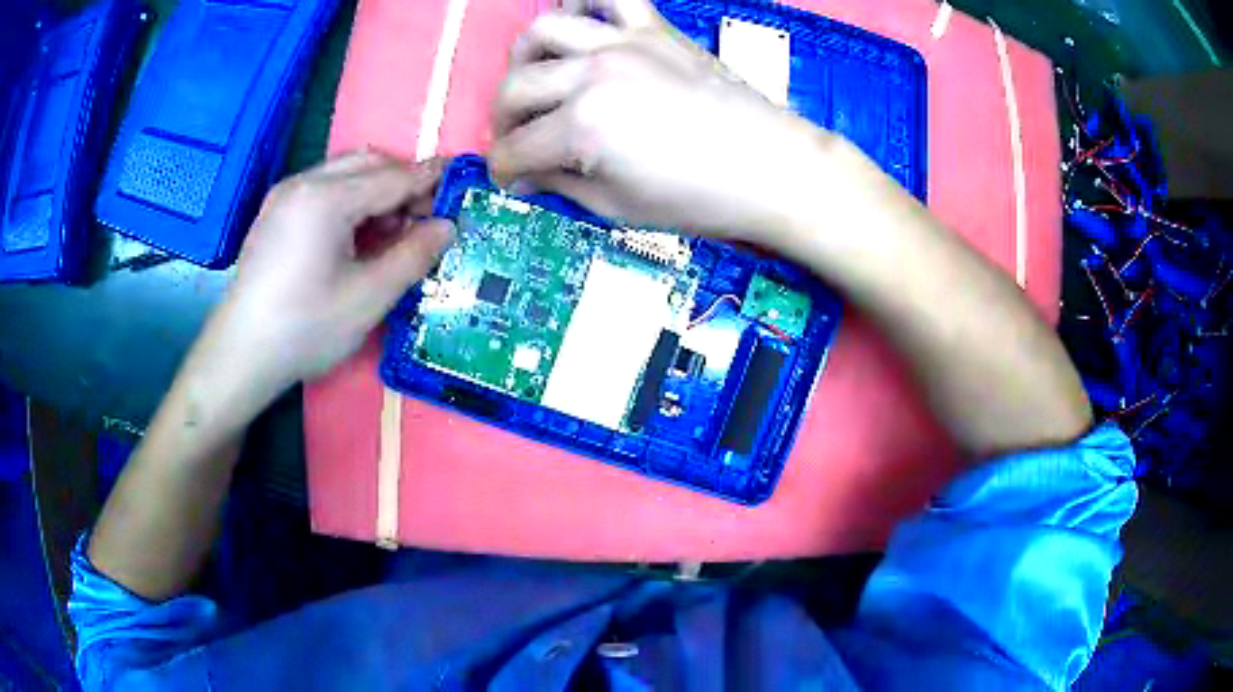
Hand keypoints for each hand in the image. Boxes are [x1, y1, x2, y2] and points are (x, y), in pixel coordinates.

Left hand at [212, 152, 453, 392]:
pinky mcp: (274, 214)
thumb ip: (414, 255)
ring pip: (344, 174)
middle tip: (424, 220)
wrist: (240, 354)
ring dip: (376, 193)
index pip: (393, 176)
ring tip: (391, 234)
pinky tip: (355, 238)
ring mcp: (284, 196)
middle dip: (402, 183)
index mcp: (327, 197)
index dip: (430, 181)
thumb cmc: (305, 328)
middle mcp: (304, 183)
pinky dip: (349, 202)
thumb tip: (448, 227)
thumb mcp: (369, 297)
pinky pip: (322, 191)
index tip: (461, 187)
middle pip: (368, 163)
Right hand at [490, 0, 830, 243]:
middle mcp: (592, 74)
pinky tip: (580, 23)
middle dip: (502, 122)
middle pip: (515, 89)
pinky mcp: (654, 29)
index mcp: (582, 128)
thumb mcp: (618, 208)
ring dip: (524, 58)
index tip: (512, 181)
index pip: (514, 148)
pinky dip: (587, 3)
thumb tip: (527, 176)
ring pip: (544, 31)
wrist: (772, 168)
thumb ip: (561, 185)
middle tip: (518, 139)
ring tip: (535, 79)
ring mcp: (623, 43)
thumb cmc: (701, 200)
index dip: (504, 171)